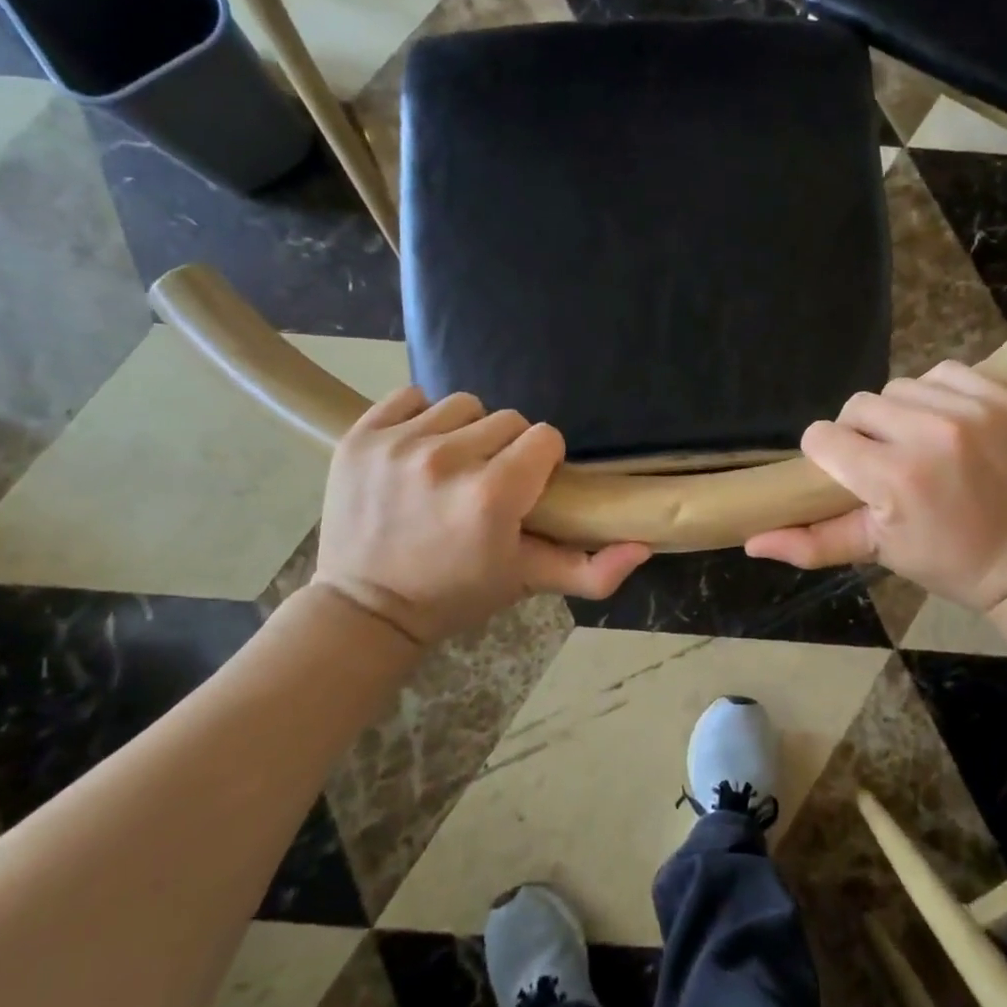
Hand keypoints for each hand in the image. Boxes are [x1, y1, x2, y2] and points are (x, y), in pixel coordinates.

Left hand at [312, 388, 649, 645]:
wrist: (364, 608)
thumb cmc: (454, 594)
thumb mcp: (525, 582)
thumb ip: (590, 569)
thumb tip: (644, 546)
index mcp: (492, 496)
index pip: (544, 438)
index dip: (542, 462)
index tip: (527, 487)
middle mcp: (446, 460)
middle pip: (507, 420)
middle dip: (507, 449)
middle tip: (489, 483)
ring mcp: (399, 444)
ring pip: (463, 405)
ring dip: (466, 433)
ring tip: (453, 468)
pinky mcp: (362, 436)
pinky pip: (412, 398)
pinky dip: (420, 419)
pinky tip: (418, 452)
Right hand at [746, 361, 1006, 611]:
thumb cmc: (946, 560)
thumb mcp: (877, 552)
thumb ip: (812, 542)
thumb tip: (751, 541)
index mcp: (894, 478)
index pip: (823, 437)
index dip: (827, 456)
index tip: (848, 475)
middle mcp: (930, 434)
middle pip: (857, 406)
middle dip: (861, 434)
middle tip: (884, 463)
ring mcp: (971, 410)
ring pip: (897, 386)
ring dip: (898, 412)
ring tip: (917, 443)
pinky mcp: (1002, 397)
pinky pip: (943, 372)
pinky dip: (936, 393)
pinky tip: (946, 423)